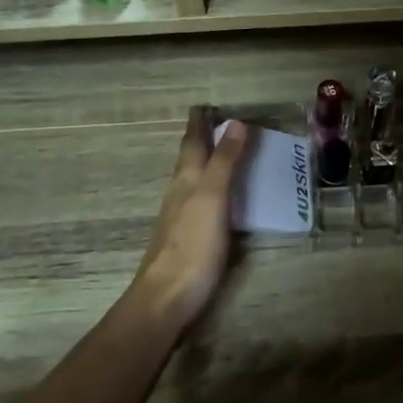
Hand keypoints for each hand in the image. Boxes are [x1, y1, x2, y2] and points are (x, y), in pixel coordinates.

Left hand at [126, 109, 248, 332]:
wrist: (167, 297)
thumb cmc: (192, 245)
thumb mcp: (213, 198)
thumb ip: (224, 162)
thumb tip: (235, 122)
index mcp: (186, 180)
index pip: (192, 143)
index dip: (199, 123)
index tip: (204, 105)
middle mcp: (180, 193)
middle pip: (189, 159)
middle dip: (201, 140)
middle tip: (218, 123)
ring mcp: (181, 217)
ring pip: (193, 180)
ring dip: (206, 163)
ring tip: (223, 153)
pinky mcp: (188, 238)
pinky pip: (200, 201)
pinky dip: (211, 188)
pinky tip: (219, 198)